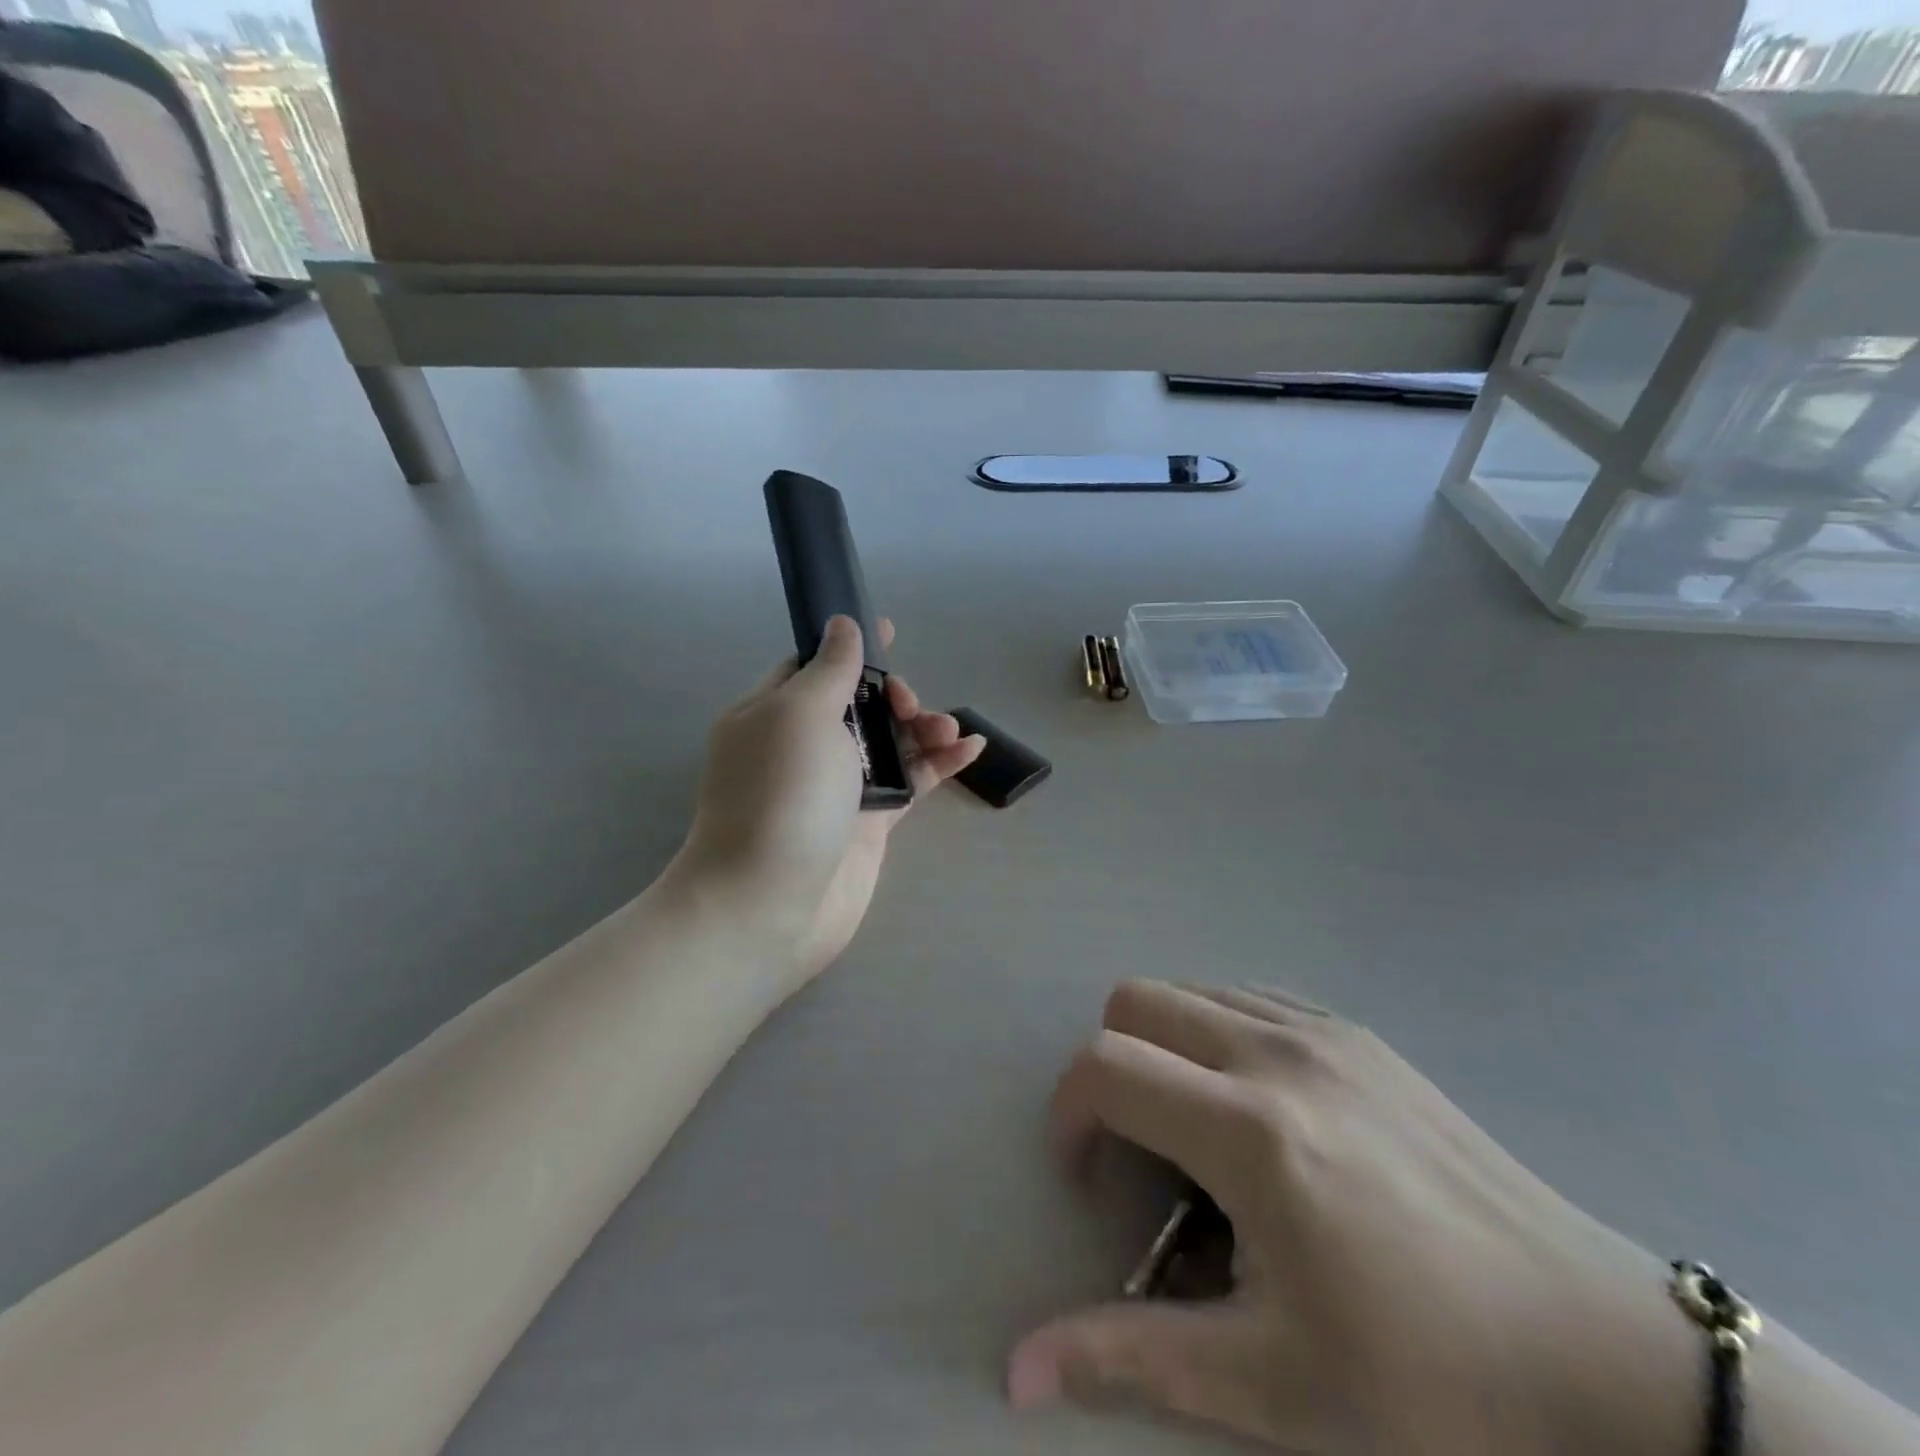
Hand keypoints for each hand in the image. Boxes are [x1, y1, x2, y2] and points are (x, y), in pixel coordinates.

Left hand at [681, 617, 984, 991]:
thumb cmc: (781, 797)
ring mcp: (838, 787)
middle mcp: (804, 746)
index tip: (890, 630)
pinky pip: (910, 781)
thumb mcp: (800, 715)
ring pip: (890, 742)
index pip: (813, 667)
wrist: (770, 905)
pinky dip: (939, 764)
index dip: (851, 647)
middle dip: (894, 695)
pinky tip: (971, 750)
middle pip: (860, 705)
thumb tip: (841, 624)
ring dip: (923, 728)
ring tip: (950, 732)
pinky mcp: (869, 822)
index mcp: (773, 713)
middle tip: (910, 706)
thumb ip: (829, 669)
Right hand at [1010, 981, 1699, 1455]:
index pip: (1106, 1067)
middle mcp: (1276, 1053)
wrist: (1607, 1355)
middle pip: (1135, 1000)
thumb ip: (1129, 1358)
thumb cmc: (1434, 1383)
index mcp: (1251, 1132)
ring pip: (1189, 989)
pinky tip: (1256, 1108)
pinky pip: (1246, 997)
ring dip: (1163, 1046)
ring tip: (1196, 1131)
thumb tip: (1013, 1370)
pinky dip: (1216, 1032)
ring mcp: (1321, 1029)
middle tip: (1139, 1151)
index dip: (1070, 1114)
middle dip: (1110, 1067)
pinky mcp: (1356, 1031)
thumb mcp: (1271, 1386)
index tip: (1087, 1176)